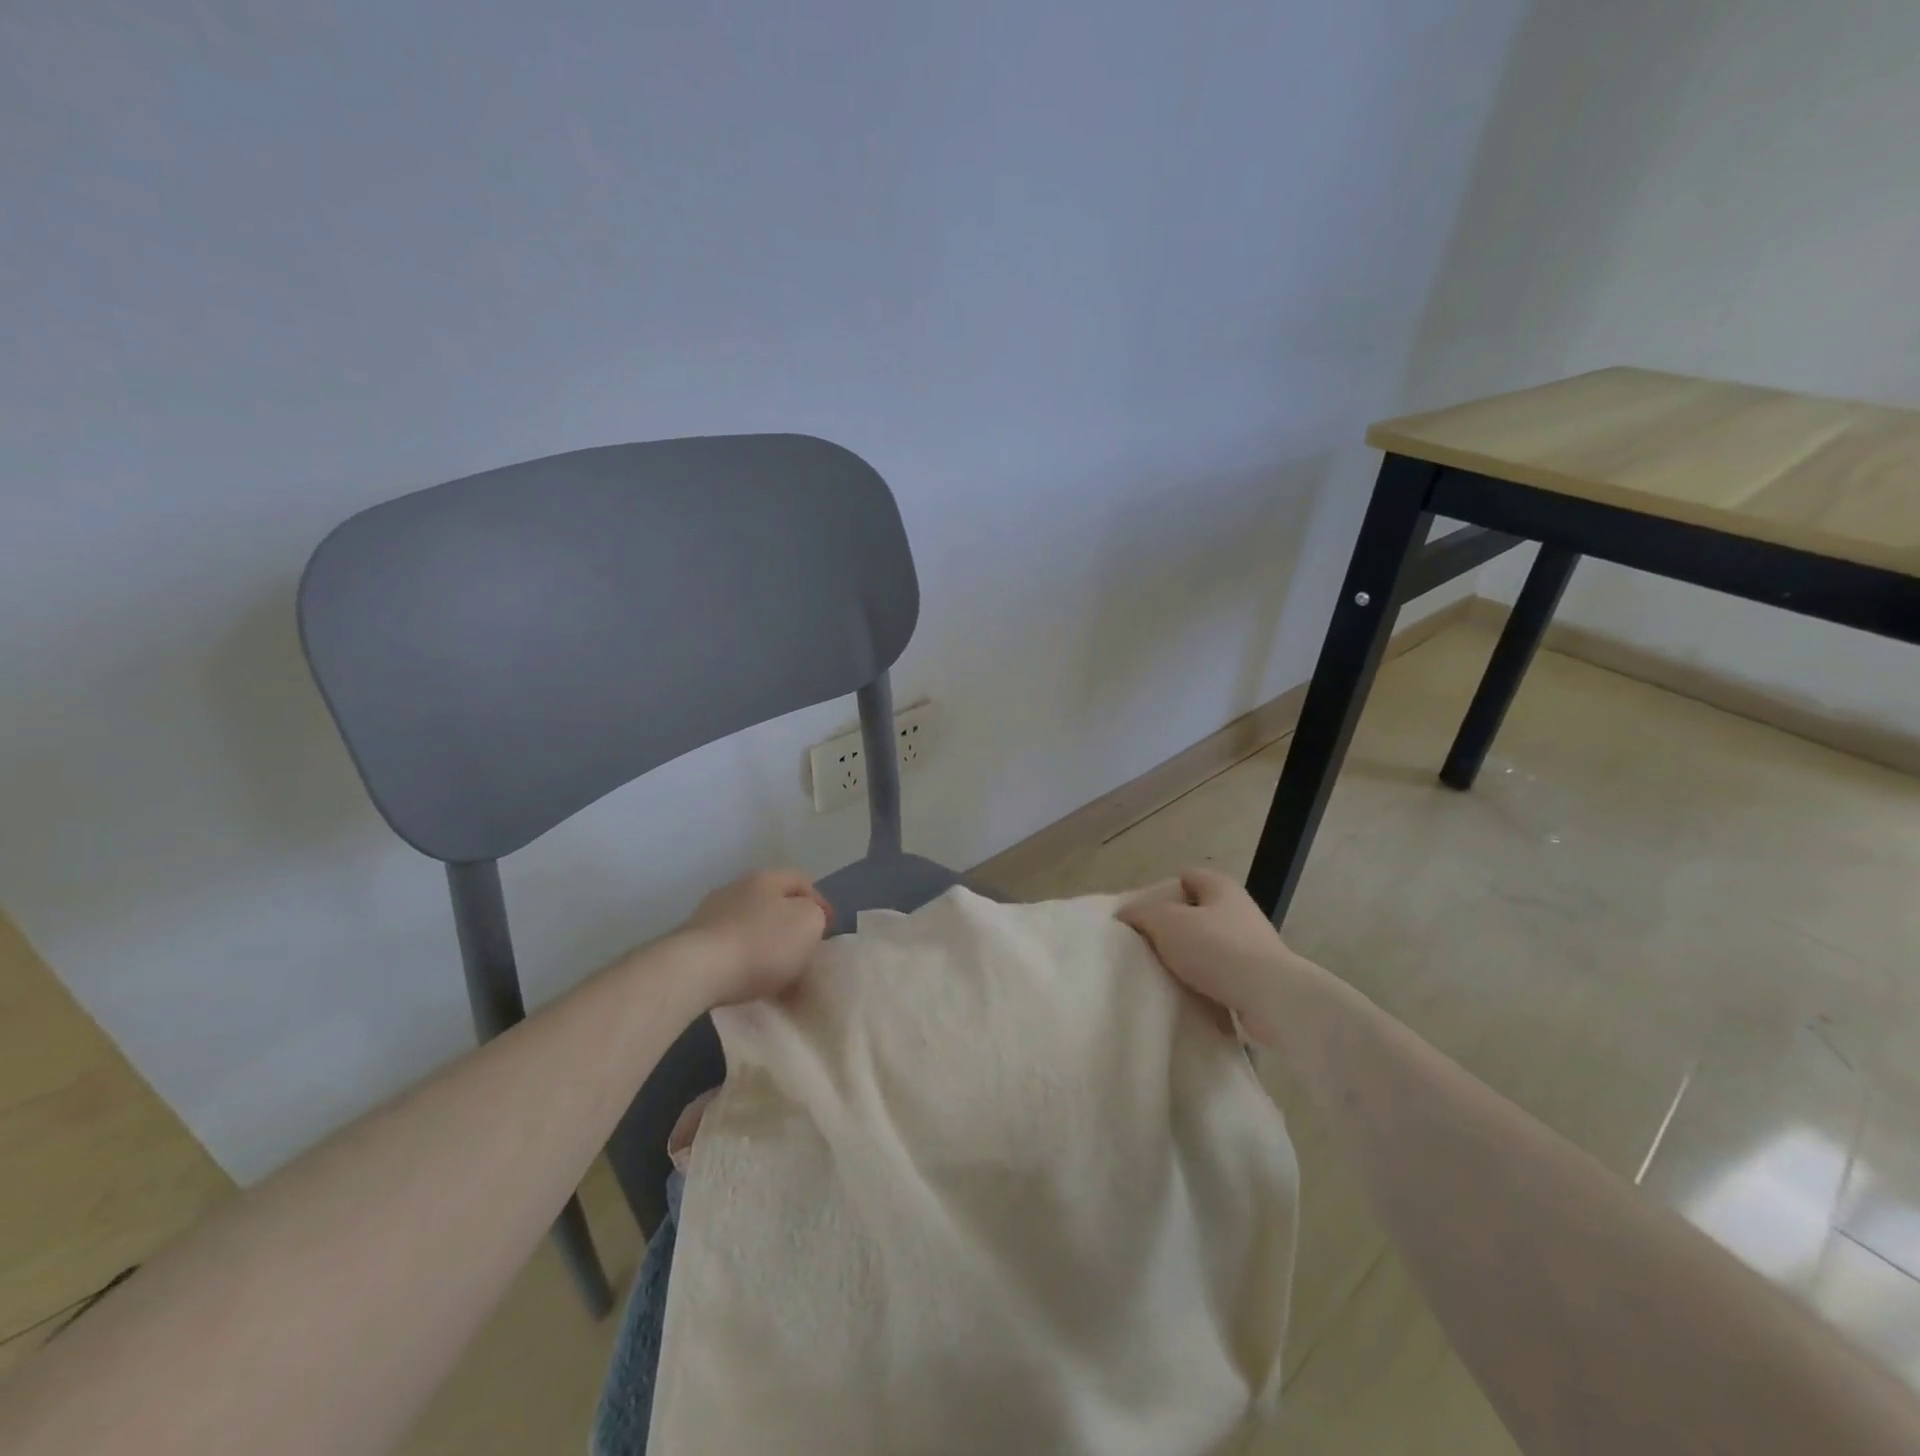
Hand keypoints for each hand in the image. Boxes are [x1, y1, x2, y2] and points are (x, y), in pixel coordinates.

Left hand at [679, 870, 831, 1007]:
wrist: (696, 970)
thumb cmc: (762, 943)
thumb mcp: (809, 923)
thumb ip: (815, 916)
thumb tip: (805, 920)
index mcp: (766, 877)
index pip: (802, 881)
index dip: (820, 902)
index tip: (830, 929)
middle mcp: (736, 888)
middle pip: (772, 901)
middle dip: (790, 922)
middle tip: (804, 947)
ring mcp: (710, 914)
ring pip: (749, 924)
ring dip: (764, 942)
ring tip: (776, 969)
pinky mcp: (691, 942)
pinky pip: (729, 947)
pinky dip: (743, 959)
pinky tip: (748, 978)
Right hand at [1118, 867, 1291, 1042]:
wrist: (1270, 998)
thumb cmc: (1216, 948)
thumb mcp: (1165, 922)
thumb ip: (1141, 914)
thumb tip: (1125, 915)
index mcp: (1220, 886)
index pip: (1184, 876)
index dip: (1159, 890)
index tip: (1139, 914)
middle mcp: (1238, 910)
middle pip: (1194, 913)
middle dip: (1169, 928)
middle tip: (1144, 945)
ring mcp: (1250, 945)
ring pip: (1206, 946)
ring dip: (1185, 958)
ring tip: (1159, 973)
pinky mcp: (1256, 978)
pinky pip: (1218, 976)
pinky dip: (1202, 984)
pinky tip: (1183, 994)